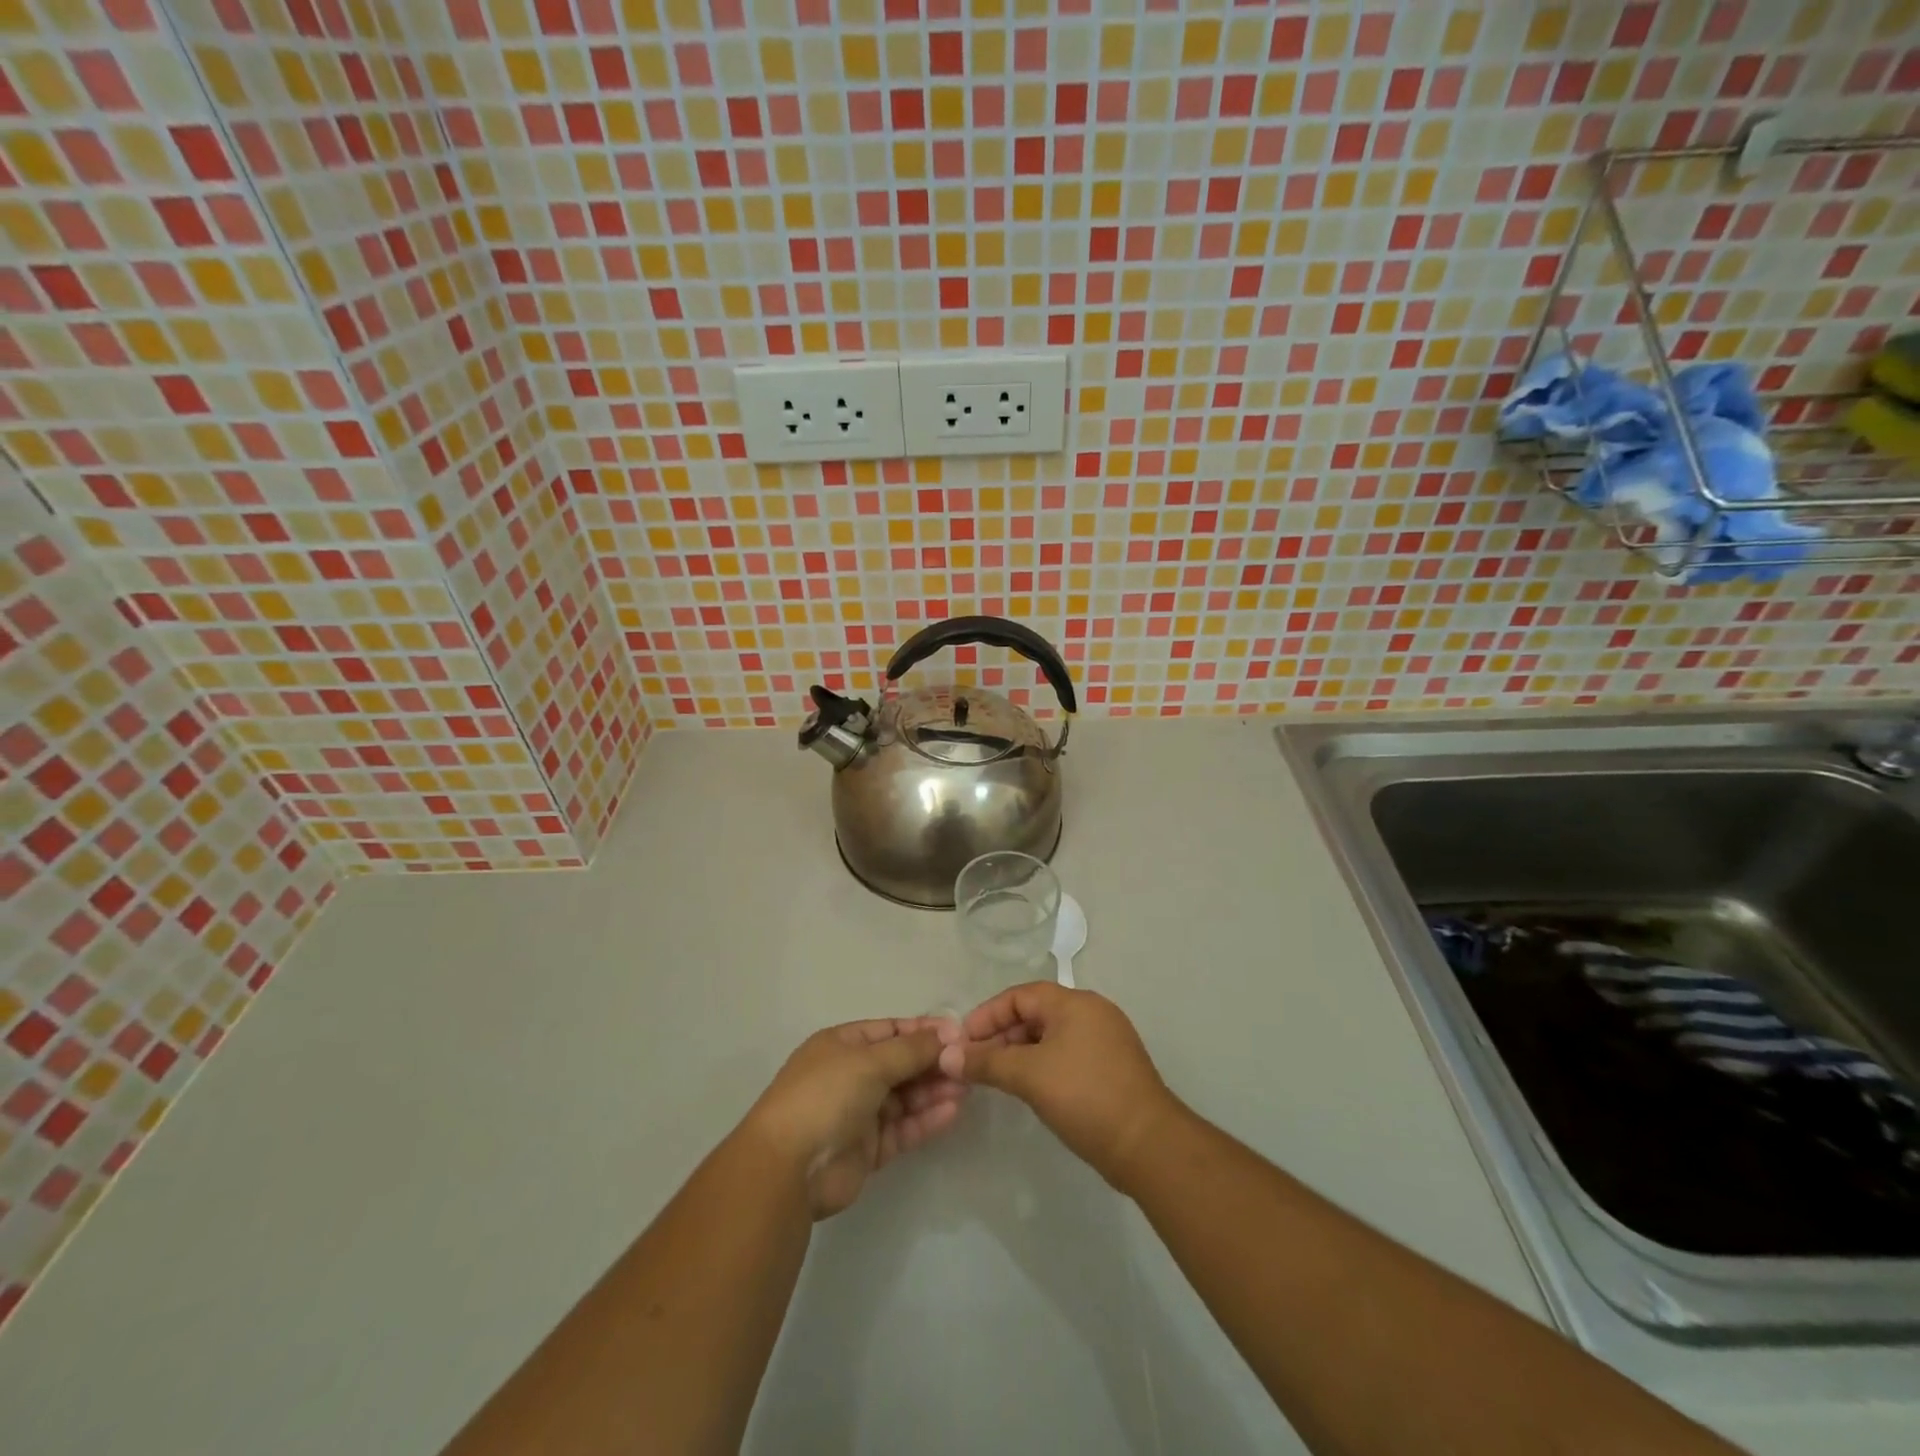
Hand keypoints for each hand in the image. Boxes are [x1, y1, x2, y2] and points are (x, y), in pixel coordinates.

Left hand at [743, 1017, 966, 1219]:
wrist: (788, 1168)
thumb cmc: (826, 1096)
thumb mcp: (870, 1061)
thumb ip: (911, 1050)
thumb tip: (947, 1034)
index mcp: (842, 1045)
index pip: (890, 1030)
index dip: (923, 1031)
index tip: (959, 1033)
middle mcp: (850, 1075)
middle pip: (900, 1063)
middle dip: (933, 1062)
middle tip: (969, 1064)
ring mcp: (858, 1113)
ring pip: (904, 1097)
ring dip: (934, 1090)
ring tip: (967, 1086)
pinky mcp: (867, 1149)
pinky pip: (903, 1128)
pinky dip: (926, 1119)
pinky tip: (953, 1111)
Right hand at [937, 983, 1181, 1191]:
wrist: (1148, 1146)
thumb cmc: (1085, 1097)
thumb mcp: (1029, 1076)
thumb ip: (986, 1062)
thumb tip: (948, 1055)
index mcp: (1075, 1003)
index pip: (1020, 995)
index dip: (987, 1015)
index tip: (962, 1041)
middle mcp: (1092, 1012)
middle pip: (1035, 1013)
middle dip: (1001, 1035)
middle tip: (975, 1063)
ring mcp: (1106, 1040)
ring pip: (1051, 1036)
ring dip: (1020, 1052)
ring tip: (997, 1078)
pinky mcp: (1112, 1068)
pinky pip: (1067, 1055)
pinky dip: (1042, 1065)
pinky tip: (1029, 1088)